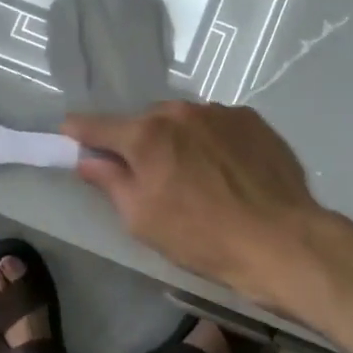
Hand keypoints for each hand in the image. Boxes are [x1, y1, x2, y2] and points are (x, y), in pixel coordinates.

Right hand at [62, 100, 324, 303]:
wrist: (282, 241)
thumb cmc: (203, 237)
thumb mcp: (143, 220)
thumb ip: (111, 182)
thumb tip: (87, 160)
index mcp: (146, 136)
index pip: (98, 125)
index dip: (79, 131)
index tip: (69, 135)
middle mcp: (179, 112)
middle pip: (145, 122)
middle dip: (140, 143)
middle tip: (150, 175)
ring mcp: (219, 112)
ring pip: (184, 121)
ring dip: (179, 140)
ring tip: (197, 176)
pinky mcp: (251, 119)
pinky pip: (217, 125)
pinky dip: (212, 141)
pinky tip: (227, 171)